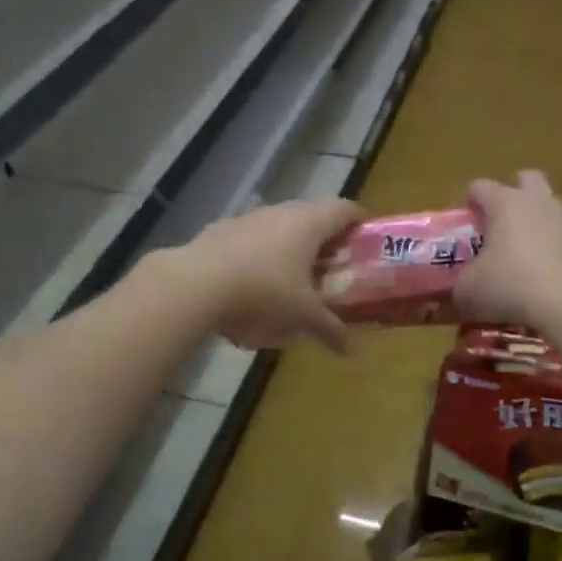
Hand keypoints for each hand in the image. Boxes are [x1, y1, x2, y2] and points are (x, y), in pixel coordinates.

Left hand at [164, 198, 362, 351]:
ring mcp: (249, 218)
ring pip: (280, 226)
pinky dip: (261, 255)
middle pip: (313, 215)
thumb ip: (331, 329)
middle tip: (334, 266)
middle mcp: (281, 211)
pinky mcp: (221, 231)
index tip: (366, 242)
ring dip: (291, 246)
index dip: (360, 222)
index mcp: (309, 223)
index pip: (345, 209)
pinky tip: (254, 284)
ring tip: (294, 278)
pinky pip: (252, 239)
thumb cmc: (263, 293)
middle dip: (325, 239)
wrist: (195, 285)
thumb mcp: (303, 316)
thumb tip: (353, 350)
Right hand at [454, 171, 561, 328]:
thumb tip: (461, 287)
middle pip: (531, 178)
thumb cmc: (512, 289)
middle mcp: (543, 202)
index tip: (467, 215)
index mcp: (506, 205)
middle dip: (520, 189)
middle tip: (511, 216)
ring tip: (556, 227)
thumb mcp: (469, 291)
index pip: (482, 187)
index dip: (472, 199)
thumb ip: (463, 283)